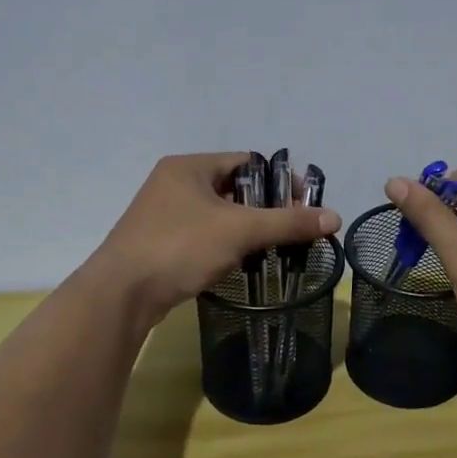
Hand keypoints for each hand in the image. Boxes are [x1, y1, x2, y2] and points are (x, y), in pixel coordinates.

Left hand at [88, 153, 341, 328]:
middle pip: (236, 189)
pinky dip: (228, 245)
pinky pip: (206, 235)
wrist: (121, 294)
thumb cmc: (180, 248)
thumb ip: (288, 222)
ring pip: (221, 215)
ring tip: (276, 248)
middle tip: (294, 229)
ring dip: (249, 229)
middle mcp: (175, 183)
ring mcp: (165, 214)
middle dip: (268, 208)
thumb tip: (335, 217)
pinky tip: (245, 263)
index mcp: (189, 167)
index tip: (304, 204)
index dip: (280, 180)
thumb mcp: (240, 230)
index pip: (248, 162)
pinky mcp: (162, 243)